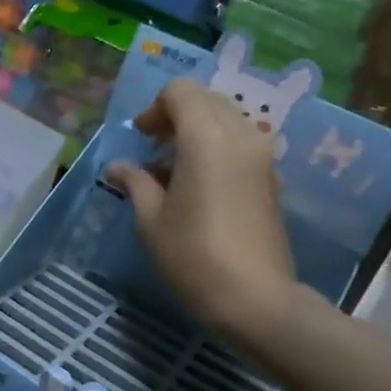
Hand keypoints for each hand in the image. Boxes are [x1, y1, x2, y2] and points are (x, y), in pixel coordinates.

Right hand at [103, 78, 296, 346]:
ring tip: (173, 168)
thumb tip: (119, 168)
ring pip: (226, 119)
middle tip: (153, 147)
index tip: (140, 138)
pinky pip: (240, 142)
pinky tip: (197, 184)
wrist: (255, 299)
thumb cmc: (193, 255)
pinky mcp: (271, 177)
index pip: (180, 91)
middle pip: (206, 99)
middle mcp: (240, 135)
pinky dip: (216, 147)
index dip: (154, 108)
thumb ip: (135, 182)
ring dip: (197, 131)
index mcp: (206, 137)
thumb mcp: (150, 219)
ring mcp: (261, 156)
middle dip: (176, 115)